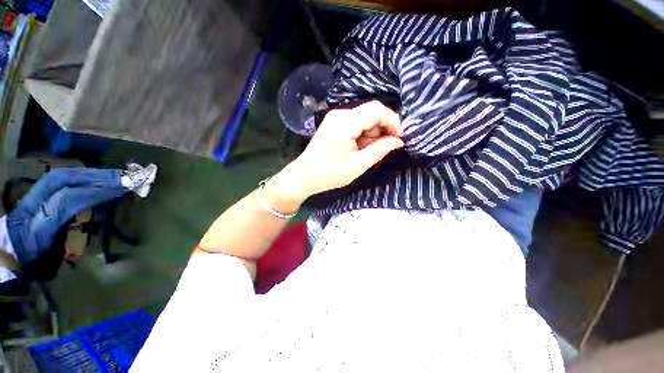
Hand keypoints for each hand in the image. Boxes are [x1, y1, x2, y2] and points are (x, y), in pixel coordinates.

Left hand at [267, 101, 403, 207]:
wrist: (304, 176)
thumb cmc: (330, 173)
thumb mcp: (358, 164)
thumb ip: (380, 149)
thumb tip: (398, 141)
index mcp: (346, 121)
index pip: (377, 110)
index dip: (393, 121)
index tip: (400, 138)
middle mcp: (340, 114)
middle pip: (370, 114)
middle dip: (382, 129)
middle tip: (386, 148)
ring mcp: (336, 119)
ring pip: (364, 120)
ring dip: (372, 134)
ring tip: (370, 152)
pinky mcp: (334, 125)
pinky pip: (355, 125)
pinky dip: (363, 136)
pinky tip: (361, 150)